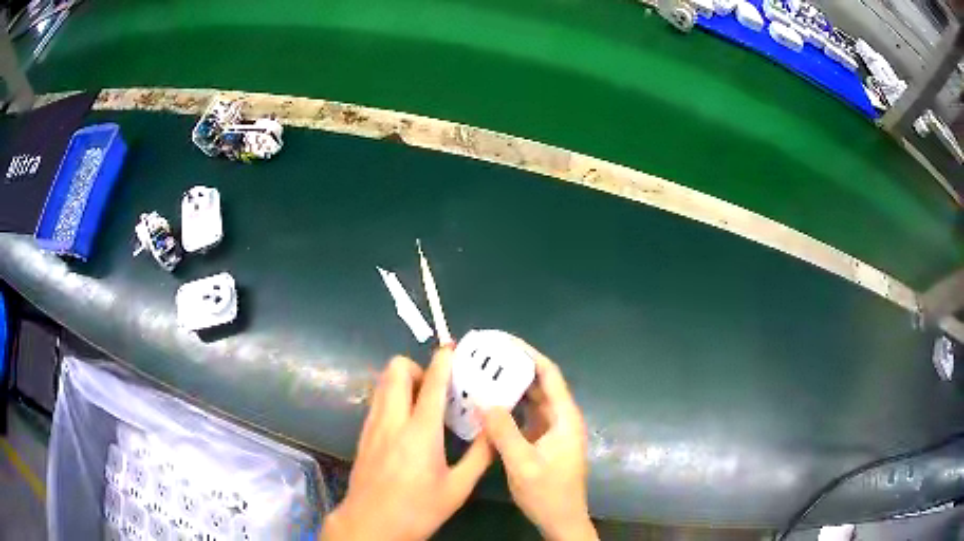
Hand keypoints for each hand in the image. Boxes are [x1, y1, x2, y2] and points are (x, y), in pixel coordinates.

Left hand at [322, 349, 492, 540]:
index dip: (443, 360)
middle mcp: (392, 420)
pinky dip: (393, 396)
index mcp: (420, 432)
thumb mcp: (457, 488)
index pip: (432, 383)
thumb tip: (496, 430)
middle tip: (438, 388)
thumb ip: (479, 456)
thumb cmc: (418, 509)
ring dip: (404, 380)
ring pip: (383, 382)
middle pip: (396, 369)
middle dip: (418, 366)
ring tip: (425, 403)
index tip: (453, 348)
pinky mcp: (364, 434)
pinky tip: (408, 422)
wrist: (371, 524)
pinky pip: (378, 400)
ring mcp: (373, 425)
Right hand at [481, 338, 596, 540]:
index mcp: (564, 417)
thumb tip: (483, 400)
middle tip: (484, 355)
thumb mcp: (523, 463)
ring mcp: (552, 430)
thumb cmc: (548, 492)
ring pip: (531, 399)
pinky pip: (525, 415)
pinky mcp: (543, 441)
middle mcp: (561, 417)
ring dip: (510, 386)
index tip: (501, 341)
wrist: (561, 519)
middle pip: (539, 383)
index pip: (549, 374)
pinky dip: (508, 406)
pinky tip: (487, 405)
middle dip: (514, 367)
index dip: (527, 354)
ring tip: (482, 373)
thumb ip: (504, 431)